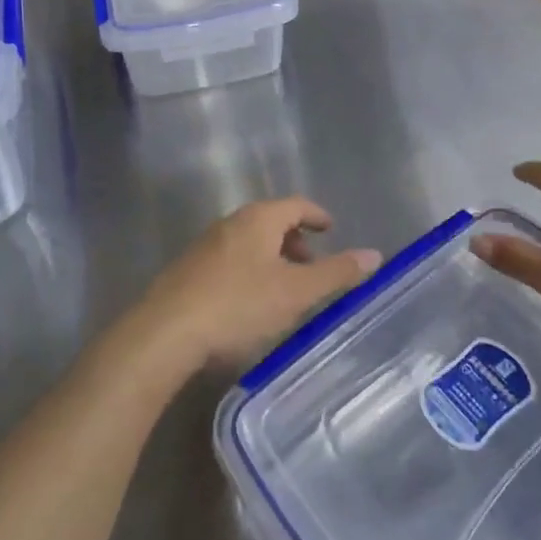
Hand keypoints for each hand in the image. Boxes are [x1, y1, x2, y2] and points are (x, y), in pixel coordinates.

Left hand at [138, 198, 381, 370]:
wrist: (165, 334)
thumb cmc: (238, 306)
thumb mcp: (296, 292)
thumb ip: (337, 273)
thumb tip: (375, 254)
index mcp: (257, 219)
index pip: (295, 205)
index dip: (316, 216)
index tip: (330, 229)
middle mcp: (229, 224)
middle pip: (270, 222)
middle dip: (294, 241)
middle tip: (312, 267)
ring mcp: (204, 247)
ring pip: (248, 243)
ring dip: (271, 259)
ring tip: (285, 290)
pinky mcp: (187, 272)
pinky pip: (229, 262)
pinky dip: (249, 272)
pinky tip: (250, 305)